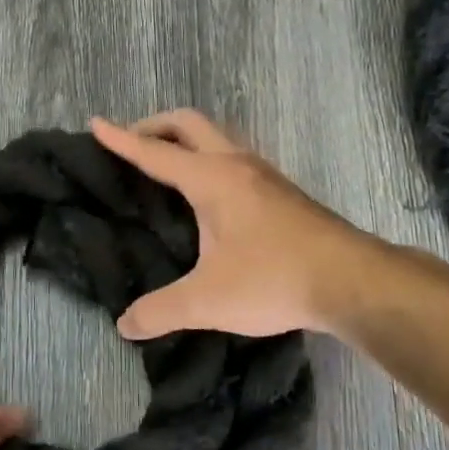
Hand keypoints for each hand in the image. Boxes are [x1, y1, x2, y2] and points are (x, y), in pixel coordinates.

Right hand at [89, 110, 384, 339]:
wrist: (353, 281)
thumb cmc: (274, 280)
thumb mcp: (207, 301)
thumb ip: (160, 311)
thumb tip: (125, 325)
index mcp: (211, 179)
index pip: (155, 152)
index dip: (122, 140)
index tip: (95, 124)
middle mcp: (238, 165)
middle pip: (190, 124)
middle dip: (155, 126)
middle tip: (131, 143)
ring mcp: (265, 176)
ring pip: (219, 137)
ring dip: (188, 140)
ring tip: (168, 165)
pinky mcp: (283, 193)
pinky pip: (236, 158)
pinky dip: (210, 159)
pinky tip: (211, 195)